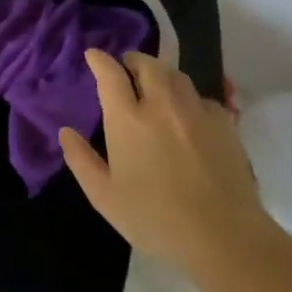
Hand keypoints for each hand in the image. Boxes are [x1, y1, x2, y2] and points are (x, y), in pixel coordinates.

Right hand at [59, 50, 267, 267]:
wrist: (224, 236)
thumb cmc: (154, 218)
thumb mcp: (104, 196)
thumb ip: (81, 160)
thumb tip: (66, 132)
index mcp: (128, 120)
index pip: (111, 75)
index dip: (100, 60)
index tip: (93, 55)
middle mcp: (162, 106)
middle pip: (148, 65)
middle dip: (133, 61)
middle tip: (126, 68)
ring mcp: (197, 112)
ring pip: (177, 77)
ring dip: (161, 74)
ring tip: (156, 85)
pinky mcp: (226, 126)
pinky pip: (203, 98)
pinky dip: (189, 98)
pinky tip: (188, 114)